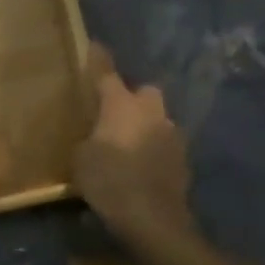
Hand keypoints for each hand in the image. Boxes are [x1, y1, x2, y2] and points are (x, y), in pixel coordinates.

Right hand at [73, 43, 199, 242]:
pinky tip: (141, 166)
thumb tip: (94, 135)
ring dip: (145, 126)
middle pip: (144, 92)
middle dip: (133, 98)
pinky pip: (164, 145)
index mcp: (121, 106)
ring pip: (158, 119)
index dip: (99, 59)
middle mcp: (151, 113)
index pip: (107, 73)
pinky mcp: (183, 161)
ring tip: (128, 144)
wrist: (152, 219)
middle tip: (114, 114)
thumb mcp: (80, 158)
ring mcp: (172, 135)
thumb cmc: (108, 181)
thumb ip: (88, 138)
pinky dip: (153, 150)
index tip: (95, 45)